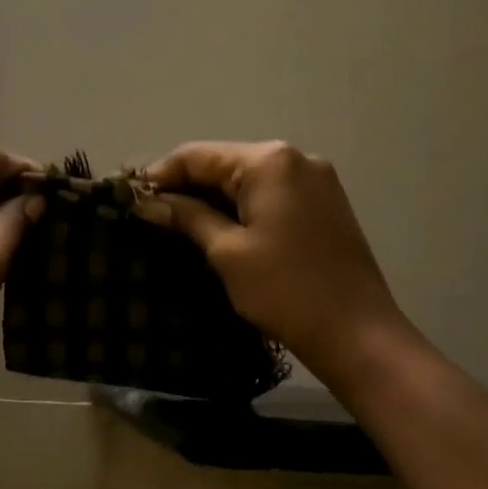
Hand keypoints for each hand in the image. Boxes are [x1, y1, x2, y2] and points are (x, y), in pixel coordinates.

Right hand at [137, 140, 410, 378]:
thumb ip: (187, 217)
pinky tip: (216, 228)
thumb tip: (148, 202)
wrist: (357, 334)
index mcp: (269, 161)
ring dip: (211, 198)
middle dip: (185, 186)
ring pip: (246, 179)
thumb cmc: (285, 290)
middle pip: (223, 162)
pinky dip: (239, 207)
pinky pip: (269, 194)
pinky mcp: (323, 204)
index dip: (160, 175)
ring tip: (175, 224)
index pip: (198, 154)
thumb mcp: (227, 252)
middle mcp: (295, 158)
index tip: (130, 199)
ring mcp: (315, 180)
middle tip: (149, 214)